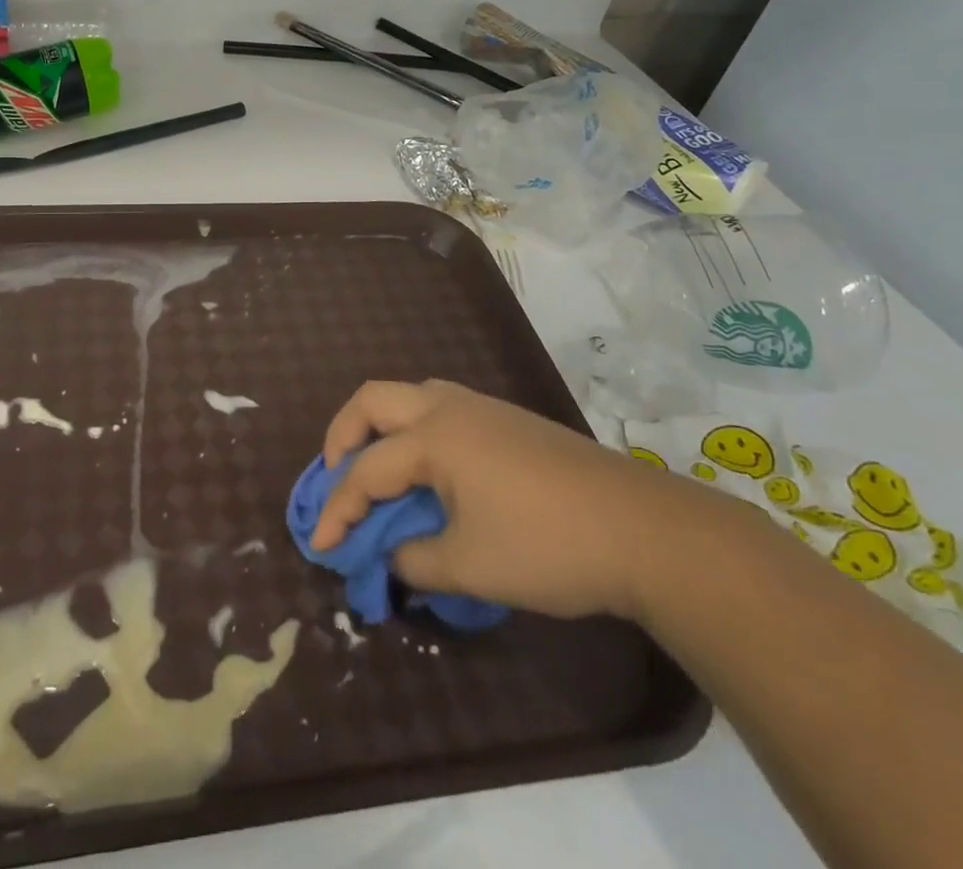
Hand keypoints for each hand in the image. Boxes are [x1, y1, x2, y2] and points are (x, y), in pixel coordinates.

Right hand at [311, 378, 721, 621]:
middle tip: (335, 475)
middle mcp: (449, 408)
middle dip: (343, 435)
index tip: (320, 546)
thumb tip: (391, 558)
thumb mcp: (470, 566)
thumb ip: (414, 562)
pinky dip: (416, 431)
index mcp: (433, 438)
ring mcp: (483, 408)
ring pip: (411, 395)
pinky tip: (432, 471)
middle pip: (373, 400)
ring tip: (379, 468)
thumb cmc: (547, 546)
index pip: (366, 470)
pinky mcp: (509, 420)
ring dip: (382, 425)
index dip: (338, 509)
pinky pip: (442, 408)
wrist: (643, 530)